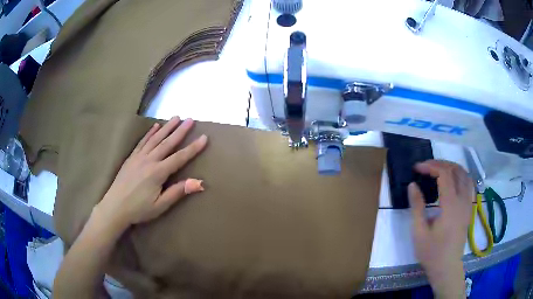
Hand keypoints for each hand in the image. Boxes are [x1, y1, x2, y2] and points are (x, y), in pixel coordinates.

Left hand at [94, 117, 207, 229]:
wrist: (115, 207)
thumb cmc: (139, 209)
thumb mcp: (160, 205)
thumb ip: (178, 192)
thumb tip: (199, 182)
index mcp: (158, 172)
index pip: (179, 157)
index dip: (193, 148)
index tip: (204, 137)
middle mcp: (149, 160)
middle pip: (167, 143)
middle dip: (180, 131)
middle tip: (190, 119)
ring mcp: (139, 157)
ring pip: (155, 138)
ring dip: (167, 127)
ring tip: (176, 117)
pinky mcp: (131, 157)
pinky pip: (142, 142)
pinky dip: (150, 133)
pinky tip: (155, 126)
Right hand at [408, 160, 473, 297]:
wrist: (446, 267)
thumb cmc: (431, 252)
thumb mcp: (419, 232)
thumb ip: (417, 206)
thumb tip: (412, 185)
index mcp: (451, 205)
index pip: (444, 174)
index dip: (430, 166)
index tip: (417, 168)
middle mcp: (463, 200)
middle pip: (455, 170)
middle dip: (440, 163)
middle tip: (425, 167)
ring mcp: (468, 203)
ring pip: (464, 174)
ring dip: (451, 167)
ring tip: (437, 169)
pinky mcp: (469, 208)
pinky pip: (468, 183)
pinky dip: (459, 175)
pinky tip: (451, 180)